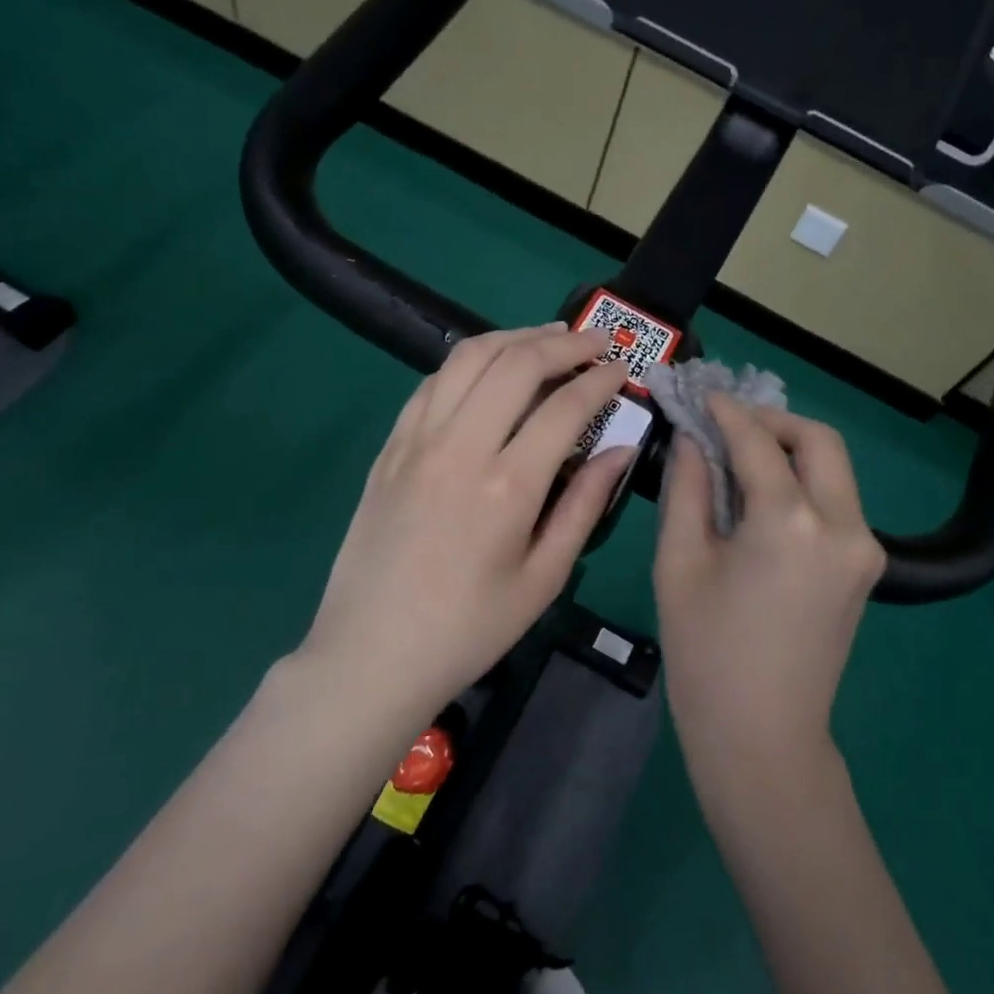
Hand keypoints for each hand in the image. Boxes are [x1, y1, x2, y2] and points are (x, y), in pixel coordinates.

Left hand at [295, 324, 632, 709]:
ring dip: (513, 337)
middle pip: (516, 363)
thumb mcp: (543, 579)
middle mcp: (460, 448)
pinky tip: (488, 370)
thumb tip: (620, 449)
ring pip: (468, 358)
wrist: (372, 655)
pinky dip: (468, 363)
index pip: (564, 406)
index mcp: (507, 486)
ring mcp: (416, 442)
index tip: (621, 369)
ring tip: (547, 338)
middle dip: (564, 342)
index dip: (600, 380)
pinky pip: (432, 383)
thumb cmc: (468, 629)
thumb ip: (585, 506)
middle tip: (595, 341)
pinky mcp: (389, 449)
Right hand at [653, 398, 884, 778]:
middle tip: (727, 425)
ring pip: (834, 469)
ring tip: (740, 455)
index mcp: (791, 522)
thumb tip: (692, 439)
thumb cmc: (705, 653)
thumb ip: (687, 488)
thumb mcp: (679, 564)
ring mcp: (864, 548)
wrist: (762, 737)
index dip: (726, 413)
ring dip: (791, 450)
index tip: (701, 394)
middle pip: (819, 441)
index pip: (758, 443)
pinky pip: (837, 502)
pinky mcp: (865, 567)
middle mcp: (843, 524)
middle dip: (773, 422)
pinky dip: (804, 483)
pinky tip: (764, 494)